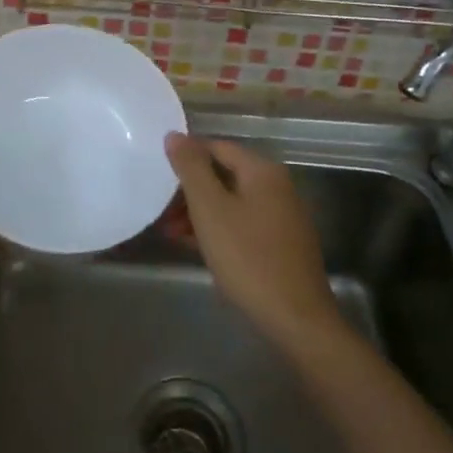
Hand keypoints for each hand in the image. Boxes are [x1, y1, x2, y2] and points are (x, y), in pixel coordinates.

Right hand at [164, 133, 344, 351]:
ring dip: (199, 212)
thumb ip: (191, 169)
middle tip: (159, 210)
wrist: (295, 317)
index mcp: (262, 171)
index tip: (157, 175)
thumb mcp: (211, 210)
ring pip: (231, 201)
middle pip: (224, 175)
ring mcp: (281, 216)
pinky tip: (195, 246)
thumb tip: (174, 135)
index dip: (184, 157)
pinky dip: (217, 229)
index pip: (216, 147)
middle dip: (189, 190)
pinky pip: (242, 223)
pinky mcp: (280, 243)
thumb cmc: (248, 257)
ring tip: (170, 231)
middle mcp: (276, 186)